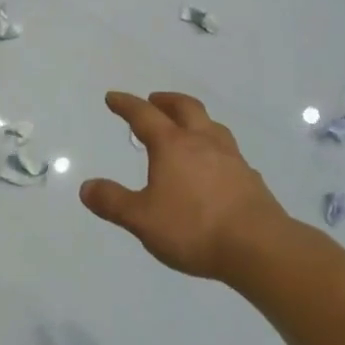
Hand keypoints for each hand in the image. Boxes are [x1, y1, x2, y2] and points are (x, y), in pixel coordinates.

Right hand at [79, 91, 290, 279]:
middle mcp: (202, 142)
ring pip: (211, 125)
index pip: (144, 115)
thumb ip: (113, 202)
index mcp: (173, 145)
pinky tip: (214, 165)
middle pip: (185, 108)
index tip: (113, 97)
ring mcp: (231, 157)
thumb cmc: (194, 228)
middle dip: (166, 100)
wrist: (258, 247)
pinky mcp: (250, 177)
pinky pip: (228, 151)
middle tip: (154, 100)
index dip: (126, 104)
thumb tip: (86, 187)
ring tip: (186, 127)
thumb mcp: (142, 219)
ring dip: (194, 119)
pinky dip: (214, 147)